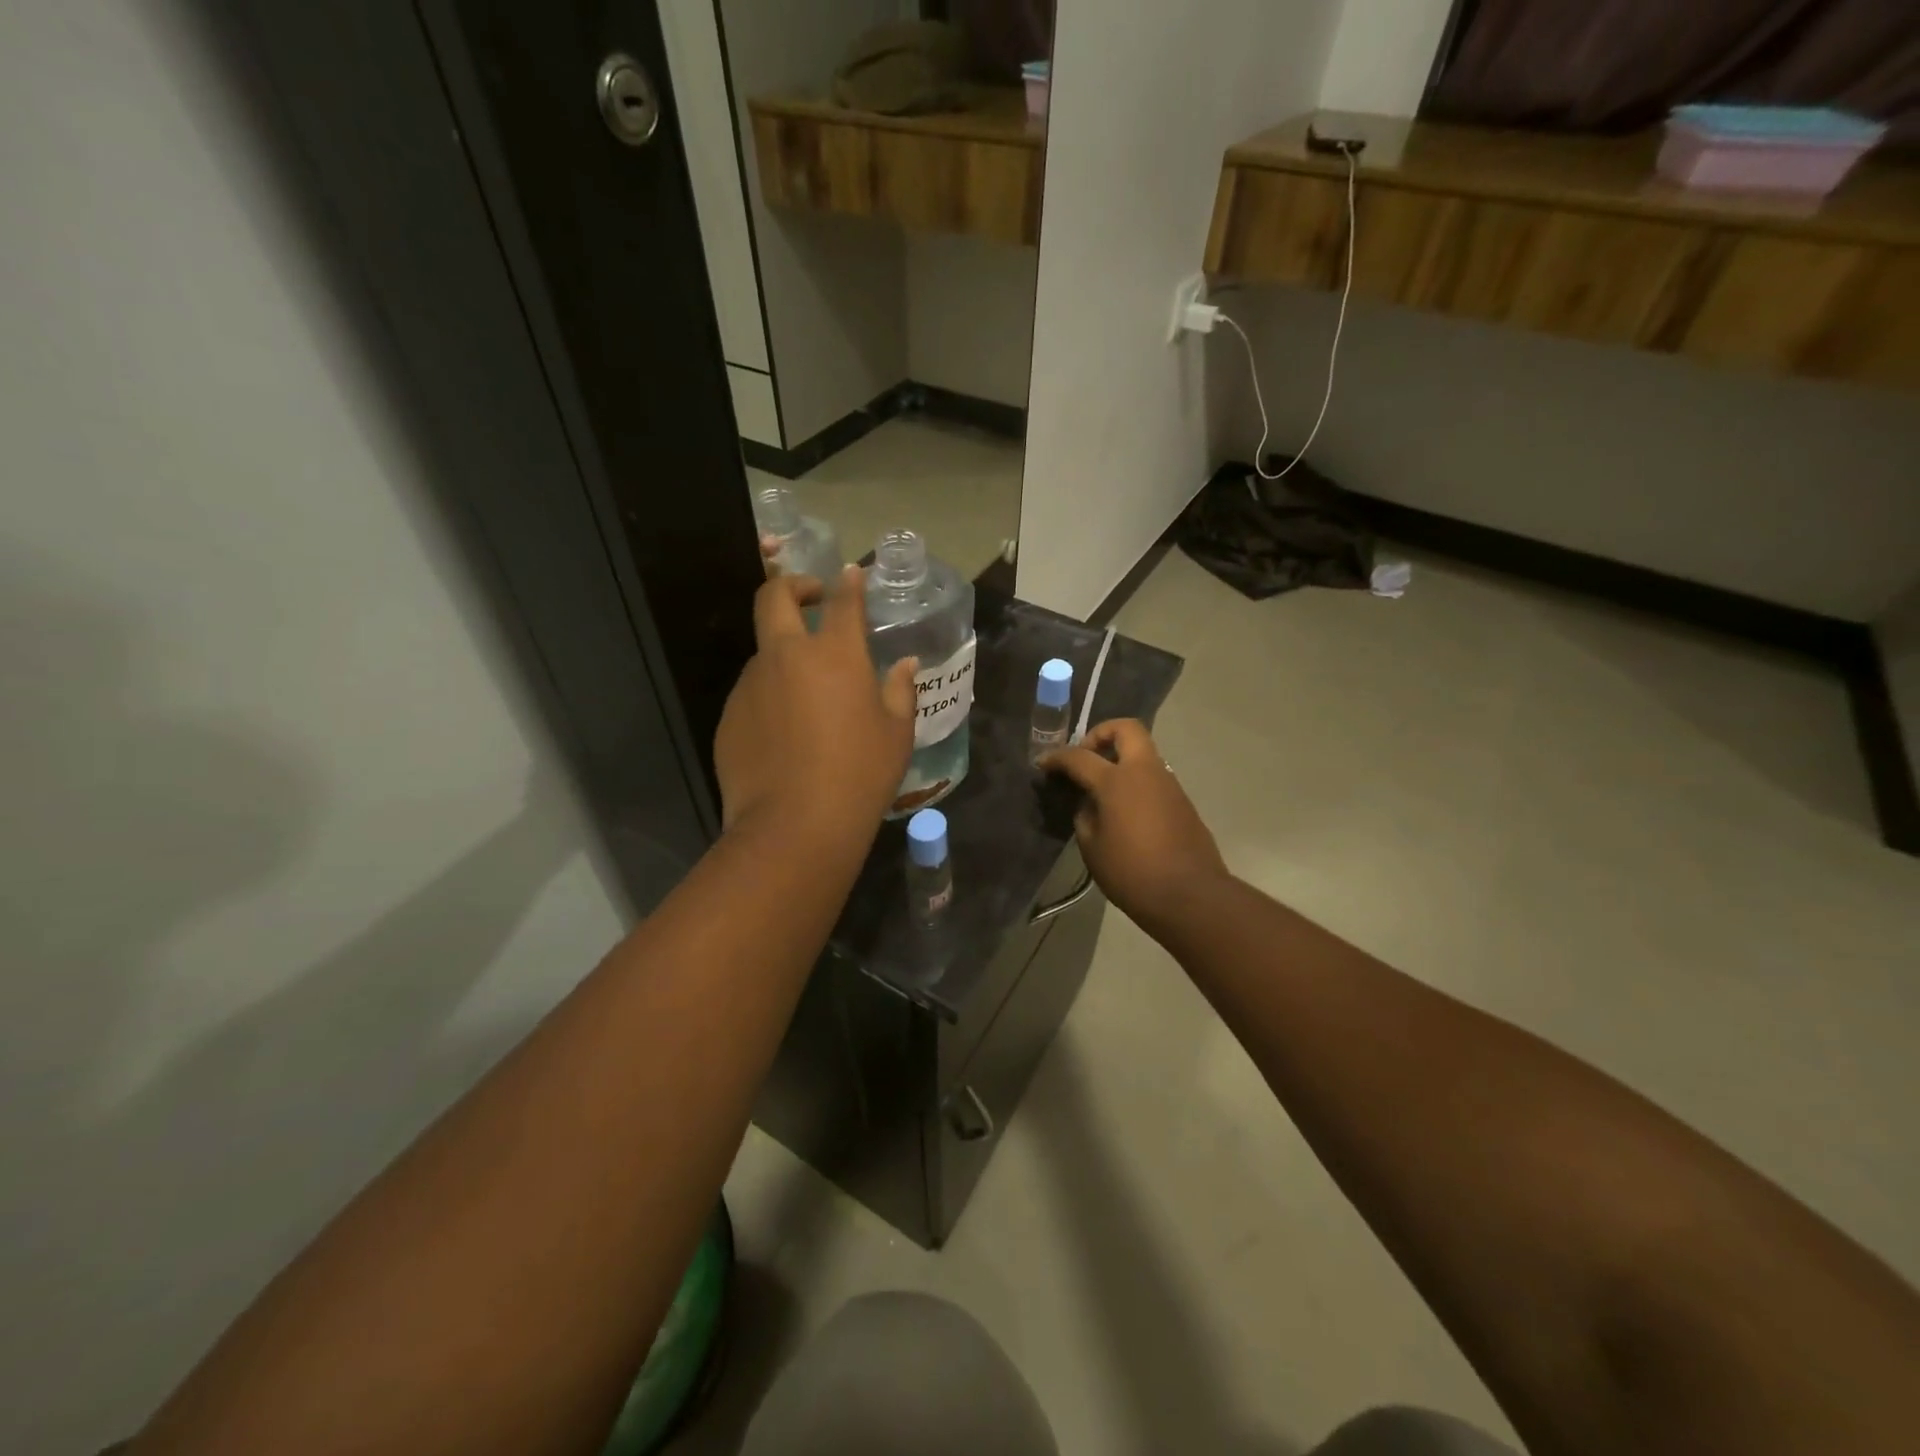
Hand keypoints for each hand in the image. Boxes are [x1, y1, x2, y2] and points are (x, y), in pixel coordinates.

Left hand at [714, 568, 917, 838]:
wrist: (794, 826)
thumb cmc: (859, 775)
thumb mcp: (896, 734)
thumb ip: (900, 690)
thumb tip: (905, 665)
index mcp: (834, 654)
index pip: (842, 602)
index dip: (848, 583)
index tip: (850, 574)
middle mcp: (786, 657)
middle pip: (775, 598)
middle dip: (793, 586)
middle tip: (811, 598)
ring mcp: (751, 685)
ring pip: (764, 652)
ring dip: (784, 656)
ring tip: (808, 696)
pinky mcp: (730, 716)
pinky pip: (753, 693)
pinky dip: (771, 697)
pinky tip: (787, 735)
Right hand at [1041, 719, 1229, 929]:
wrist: (1191, 896)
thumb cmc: (1132, 873)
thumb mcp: (1092, 847)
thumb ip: (1085, 815)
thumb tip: (1090, 802)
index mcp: (1117, 781)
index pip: (1079, 756)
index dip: (1057, 757)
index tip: (1043, 764)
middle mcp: (1145, 772)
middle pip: (1126, 729)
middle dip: (1101, 734)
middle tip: (1086, 757)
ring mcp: (1169, 784)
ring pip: (1143, 753)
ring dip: (1121, 760)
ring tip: (1103, 791)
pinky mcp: (1182, 802)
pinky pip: (1154, 778)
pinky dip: (1135, 782)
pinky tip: (1124, 812)